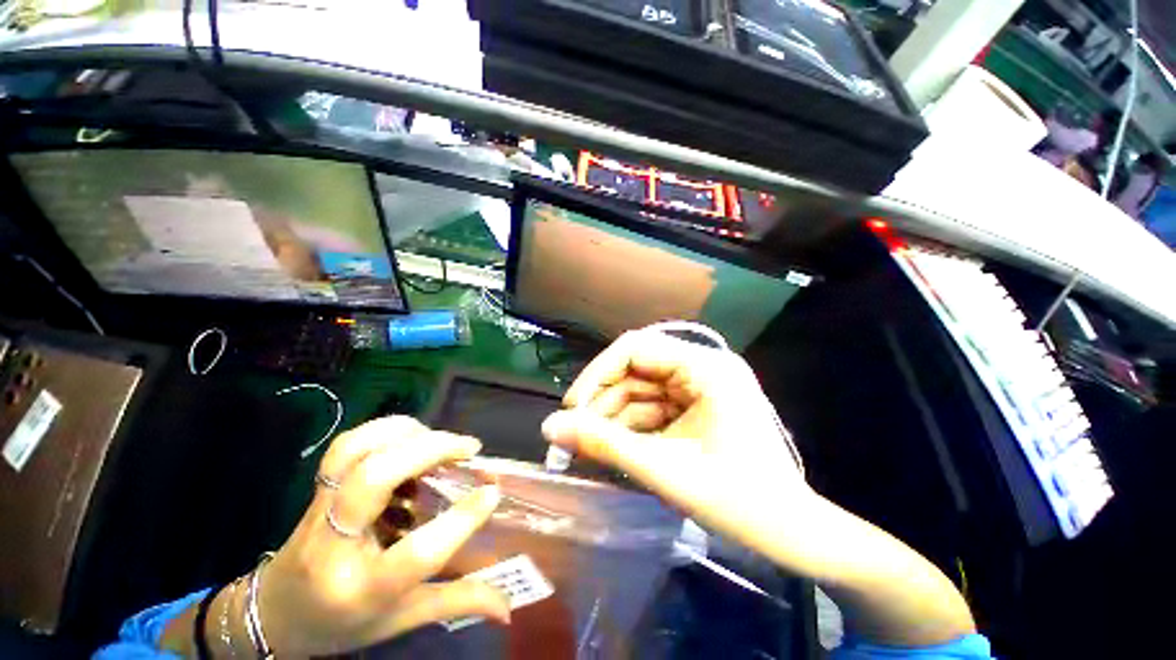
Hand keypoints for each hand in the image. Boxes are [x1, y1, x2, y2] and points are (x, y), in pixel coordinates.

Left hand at [254, 416, 508, 656]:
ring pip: (355, 452)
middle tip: (469, 448)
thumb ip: (458, 603)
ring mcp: (320, 511)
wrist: (276, 614)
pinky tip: (410, 438)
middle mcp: (335, 545)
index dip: (461, 518)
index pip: (416, 553)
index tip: (492, 492)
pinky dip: (385, 431)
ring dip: (407, 434)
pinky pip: (346, 445)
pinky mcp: (318, 489)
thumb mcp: (402, 617)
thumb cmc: (345, 622)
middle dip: (430, 451)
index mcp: (362, 590)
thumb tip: (508, 605)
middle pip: (375, 480)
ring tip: (439, 440)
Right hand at [543, 331, 977, 647]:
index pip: (635, 348)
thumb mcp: (665, 470)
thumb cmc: (740, 502)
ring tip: (594, 446)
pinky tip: (618, 448)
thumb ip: (604, 445)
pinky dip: (632, 426)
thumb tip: (549, 427)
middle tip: (577, 432)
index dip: (598, 372)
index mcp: (705, 367)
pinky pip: (652, 408)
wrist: (794, 535)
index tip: (573, 407)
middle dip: (604, 400)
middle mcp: (702, 367)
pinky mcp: (696, 407)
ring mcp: (699, 387)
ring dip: (615, 416)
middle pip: (636, 369)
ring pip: (640, 390)